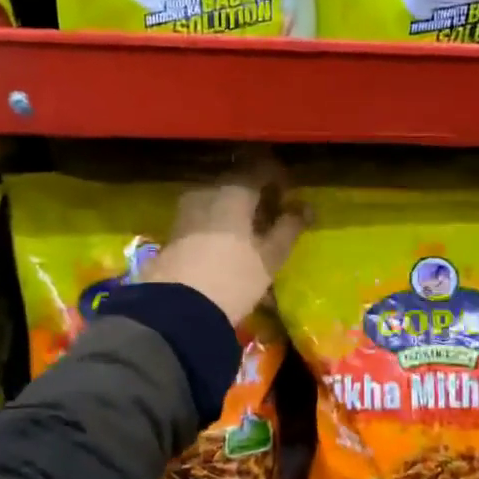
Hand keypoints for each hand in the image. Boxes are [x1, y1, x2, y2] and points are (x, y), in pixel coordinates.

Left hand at [142, 155, 306, 326]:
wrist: (176, 309)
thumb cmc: (233, 278)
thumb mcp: (270, 257)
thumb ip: (289, 228)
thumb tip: (305, 208)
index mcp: (234, 191)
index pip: (262, 169)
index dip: (280, 179)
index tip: (292, 196)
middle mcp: (206, 191)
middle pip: (238, 183)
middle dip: (258, 196)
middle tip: (275, 217)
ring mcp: (186, 210)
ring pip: (219, 200)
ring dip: (238, 211)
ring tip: (253, 235)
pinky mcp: (173, 231)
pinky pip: (204, 216)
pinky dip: (220, 223)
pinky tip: (229, 245)